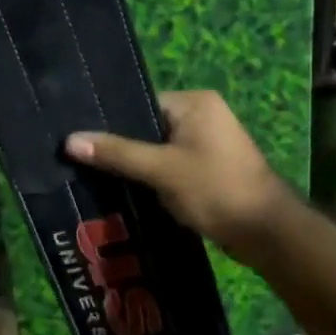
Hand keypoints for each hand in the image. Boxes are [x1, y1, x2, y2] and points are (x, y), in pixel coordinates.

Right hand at [65, 91, 291, 265]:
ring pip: (160, 150)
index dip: (114, 125)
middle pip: (149, 127)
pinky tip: (132, 194)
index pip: (142, 105)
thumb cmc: (215, 189)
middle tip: (88, 165)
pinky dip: (156, 179)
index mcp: (196, 102)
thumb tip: (70, 140)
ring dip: (139, 167)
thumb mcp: (161, 169)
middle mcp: (205, 114)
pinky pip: (173, 165)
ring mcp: (211, 142)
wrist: (265, 232)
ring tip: (103, 181)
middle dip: (124, 149)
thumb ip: (116, 153)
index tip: (85, 144)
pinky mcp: (212, 168)